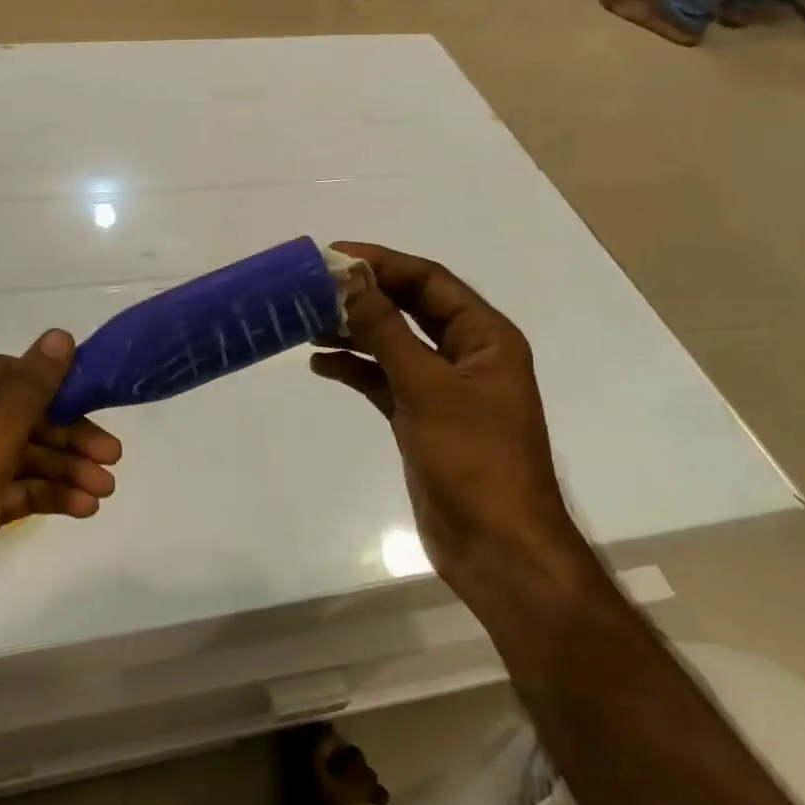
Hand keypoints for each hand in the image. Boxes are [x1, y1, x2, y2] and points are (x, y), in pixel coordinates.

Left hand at [0, 331, 120, 663]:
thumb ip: (26, 396)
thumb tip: (58, 336)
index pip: (6, 374)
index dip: (52, 383)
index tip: (95, 400)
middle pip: (17, 418)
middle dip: (66, 436)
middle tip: (113, 456)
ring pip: (17, 457)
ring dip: (61, 470)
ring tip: (105, 491)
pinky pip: (8, 490)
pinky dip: (42, 496)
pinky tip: (80, 508)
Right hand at [311, 244, 575, 589]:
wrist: (497, 548)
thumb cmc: (473, 460)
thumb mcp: (427, 387)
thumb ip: (386, 330)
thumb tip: (352, 277)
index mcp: (484, 337)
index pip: (429, 281)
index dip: (382, 263)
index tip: (333, 255)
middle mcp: (466, 354)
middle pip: (410, 307)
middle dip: (364, 294)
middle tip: (313, 284)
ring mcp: (443, 388)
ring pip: (393, 343)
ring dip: (354, 330)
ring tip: (307, 320)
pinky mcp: (421, 417)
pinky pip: (383, 379)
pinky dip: (355, 369)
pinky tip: (321, 363)